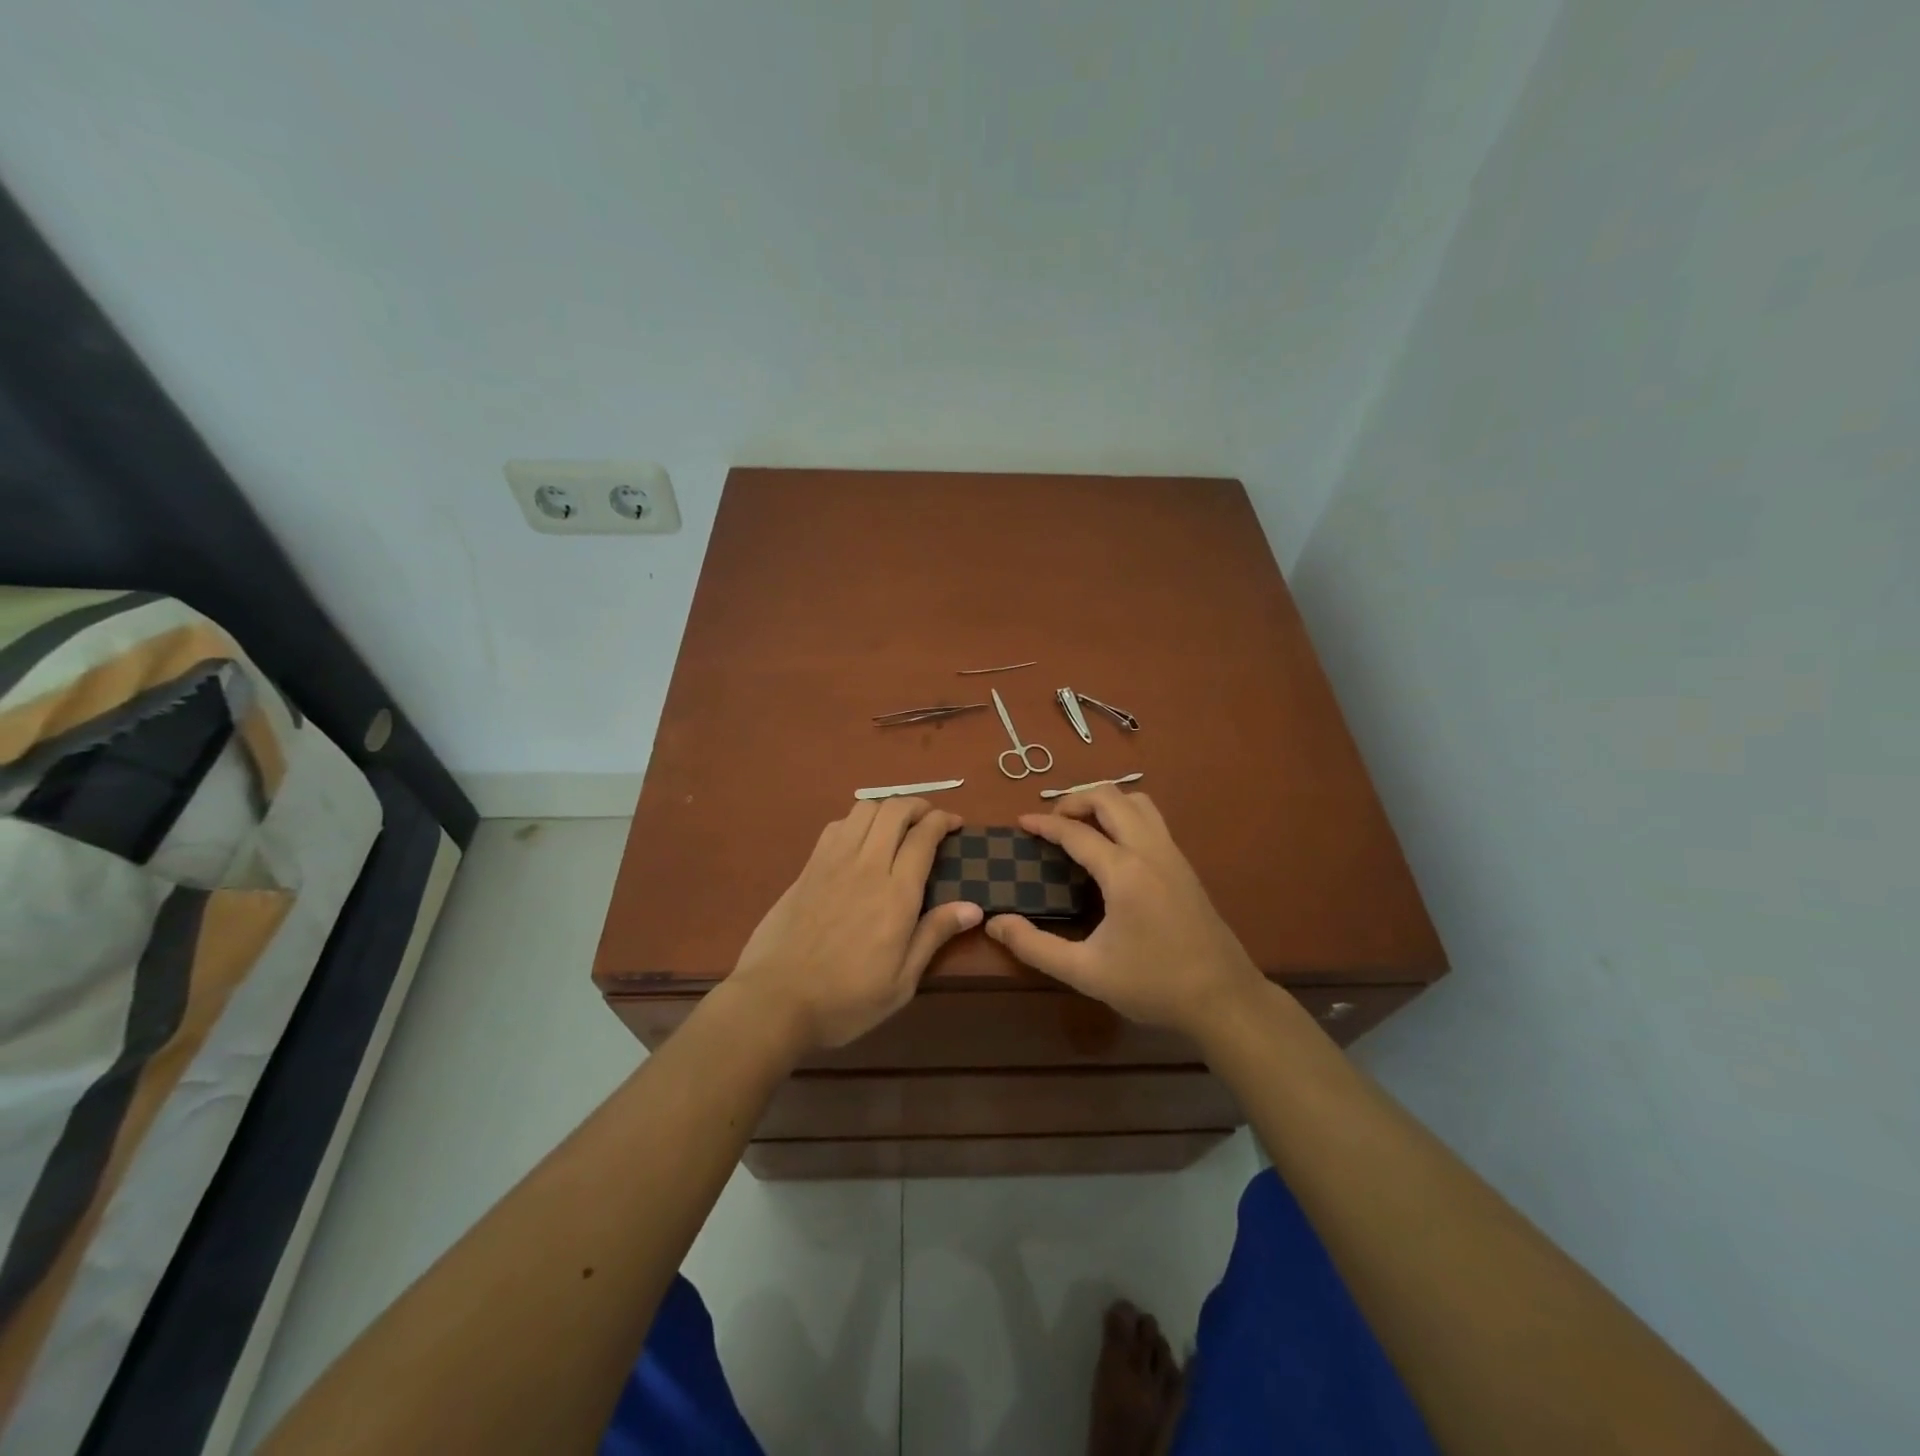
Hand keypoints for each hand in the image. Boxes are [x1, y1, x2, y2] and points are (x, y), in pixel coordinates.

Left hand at [730, 799, 981, 1051]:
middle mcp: (867, 866)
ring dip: (886, 808)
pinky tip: (860, 841)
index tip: (955, 825)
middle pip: (895, 810)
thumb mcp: (901, 982)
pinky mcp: (808, 867)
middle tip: (930, 820)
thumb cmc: (846, 999)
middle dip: (918, 805)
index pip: (924, 836)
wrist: (775, 1001)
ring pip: (864, 809)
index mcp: (897, 894)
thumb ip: (934, 936)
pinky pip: (836, 826)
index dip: (942, 821)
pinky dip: (856, 821)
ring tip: (897, 826)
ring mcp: (833, 862)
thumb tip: (973, 907)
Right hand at [985, 788, 1263, 1039]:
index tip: (1021, 823)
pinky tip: (1114, 846)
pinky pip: (1152, 820)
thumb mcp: (1086, 972)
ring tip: (1082, 826)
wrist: (1224, 999)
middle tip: (1052, 822)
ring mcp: (1172, 854)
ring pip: (1138, 802)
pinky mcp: (1185, 866)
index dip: (1044, 824)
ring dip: (1106, 802)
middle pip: (1110, 798)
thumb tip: (995, 924)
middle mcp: (1150, 851)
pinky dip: (1126, 815)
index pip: (1076, 832)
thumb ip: (1035, 946)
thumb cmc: (1153, 985)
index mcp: (1124, 872)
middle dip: (1075, 799)